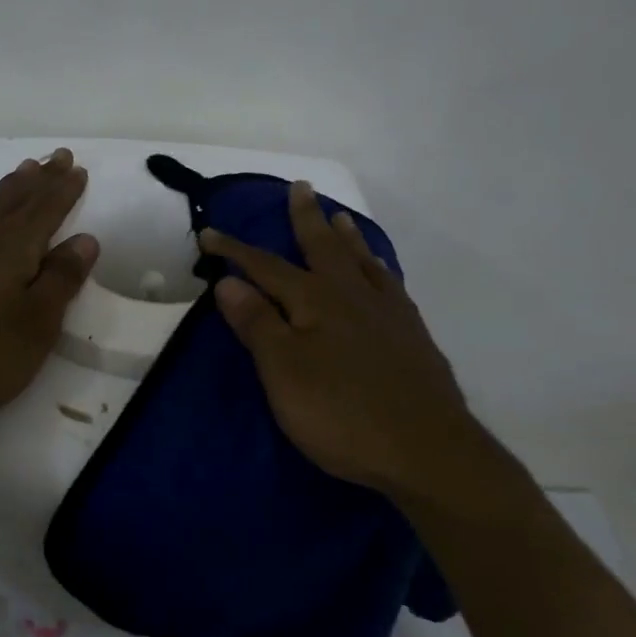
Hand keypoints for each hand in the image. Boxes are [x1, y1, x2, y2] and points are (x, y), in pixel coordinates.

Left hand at [0, 149, 97, 444]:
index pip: (43, 211)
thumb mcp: (35, 327)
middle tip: (55, 157)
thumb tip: (85, 239)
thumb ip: (60, 280)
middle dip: (37, 179)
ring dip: (6, 188)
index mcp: (9, 251)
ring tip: (21, 172)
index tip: (76, 168)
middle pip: (12, 200)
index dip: (62, 190)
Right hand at [201, 181, 470, 499]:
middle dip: (307, 218)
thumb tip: (229, 282)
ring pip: (362, 261)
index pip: (266, 267)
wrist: (426, 449)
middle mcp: (352, 295)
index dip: (235, 251)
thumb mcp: (284, 372)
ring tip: (339, 218)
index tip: (209, 232)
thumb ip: (258, 324)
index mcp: (315, 301)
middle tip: (302, 187)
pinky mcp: (412, 335)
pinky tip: (379, 271)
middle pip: (324, 247)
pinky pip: (390, 284)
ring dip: (346, 237)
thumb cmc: (341, 413)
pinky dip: (378, 268)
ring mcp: (388, 312)